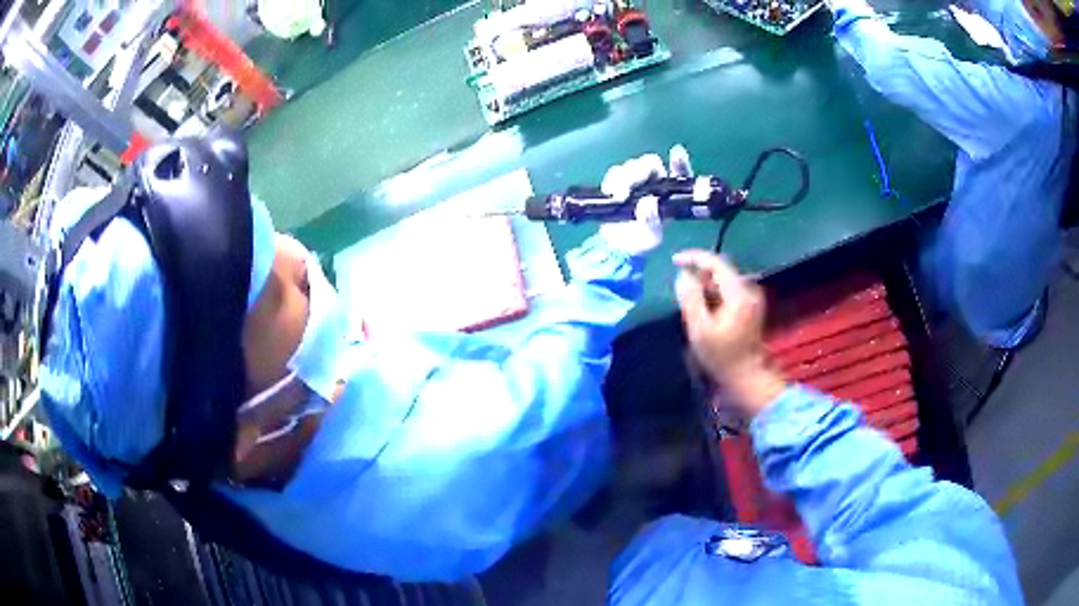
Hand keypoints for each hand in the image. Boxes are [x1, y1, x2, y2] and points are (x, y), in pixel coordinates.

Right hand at [598, 145, 692, 256]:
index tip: (676, 154)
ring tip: (619, 195)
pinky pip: (615, 174)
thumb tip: (647, 204)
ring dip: (625, 178)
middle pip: (650, 164)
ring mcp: (635, 180)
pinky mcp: (618, 181)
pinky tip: (611, 193)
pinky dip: (612, 182)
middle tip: (631, 186)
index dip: (679, 163)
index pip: (679, 173)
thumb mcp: (649, 236)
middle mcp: (655, 182)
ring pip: (631, 166)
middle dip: (641, 170)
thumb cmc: (640, 239)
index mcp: (670, 193)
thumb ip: (651, 221)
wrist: (616, 245)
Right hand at [674, 250, 785, 416]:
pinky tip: (704, 308)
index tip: (673, 261)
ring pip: (723, 280)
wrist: (746, 376)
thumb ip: (690, 298)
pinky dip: (714, 293)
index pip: (715, 262)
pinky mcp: (750, 305)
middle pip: (720, 270)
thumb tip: (682, 275)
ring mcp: (752, 297)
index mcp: (739, 292)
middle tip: (681, 290)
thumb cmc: (721, 356)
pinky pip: (728, 290)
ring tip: (690, 302)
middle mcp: (749, 289)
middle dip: (698, 274)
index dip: (693, 257)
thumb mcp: (699, 329)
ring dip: (705, 285)